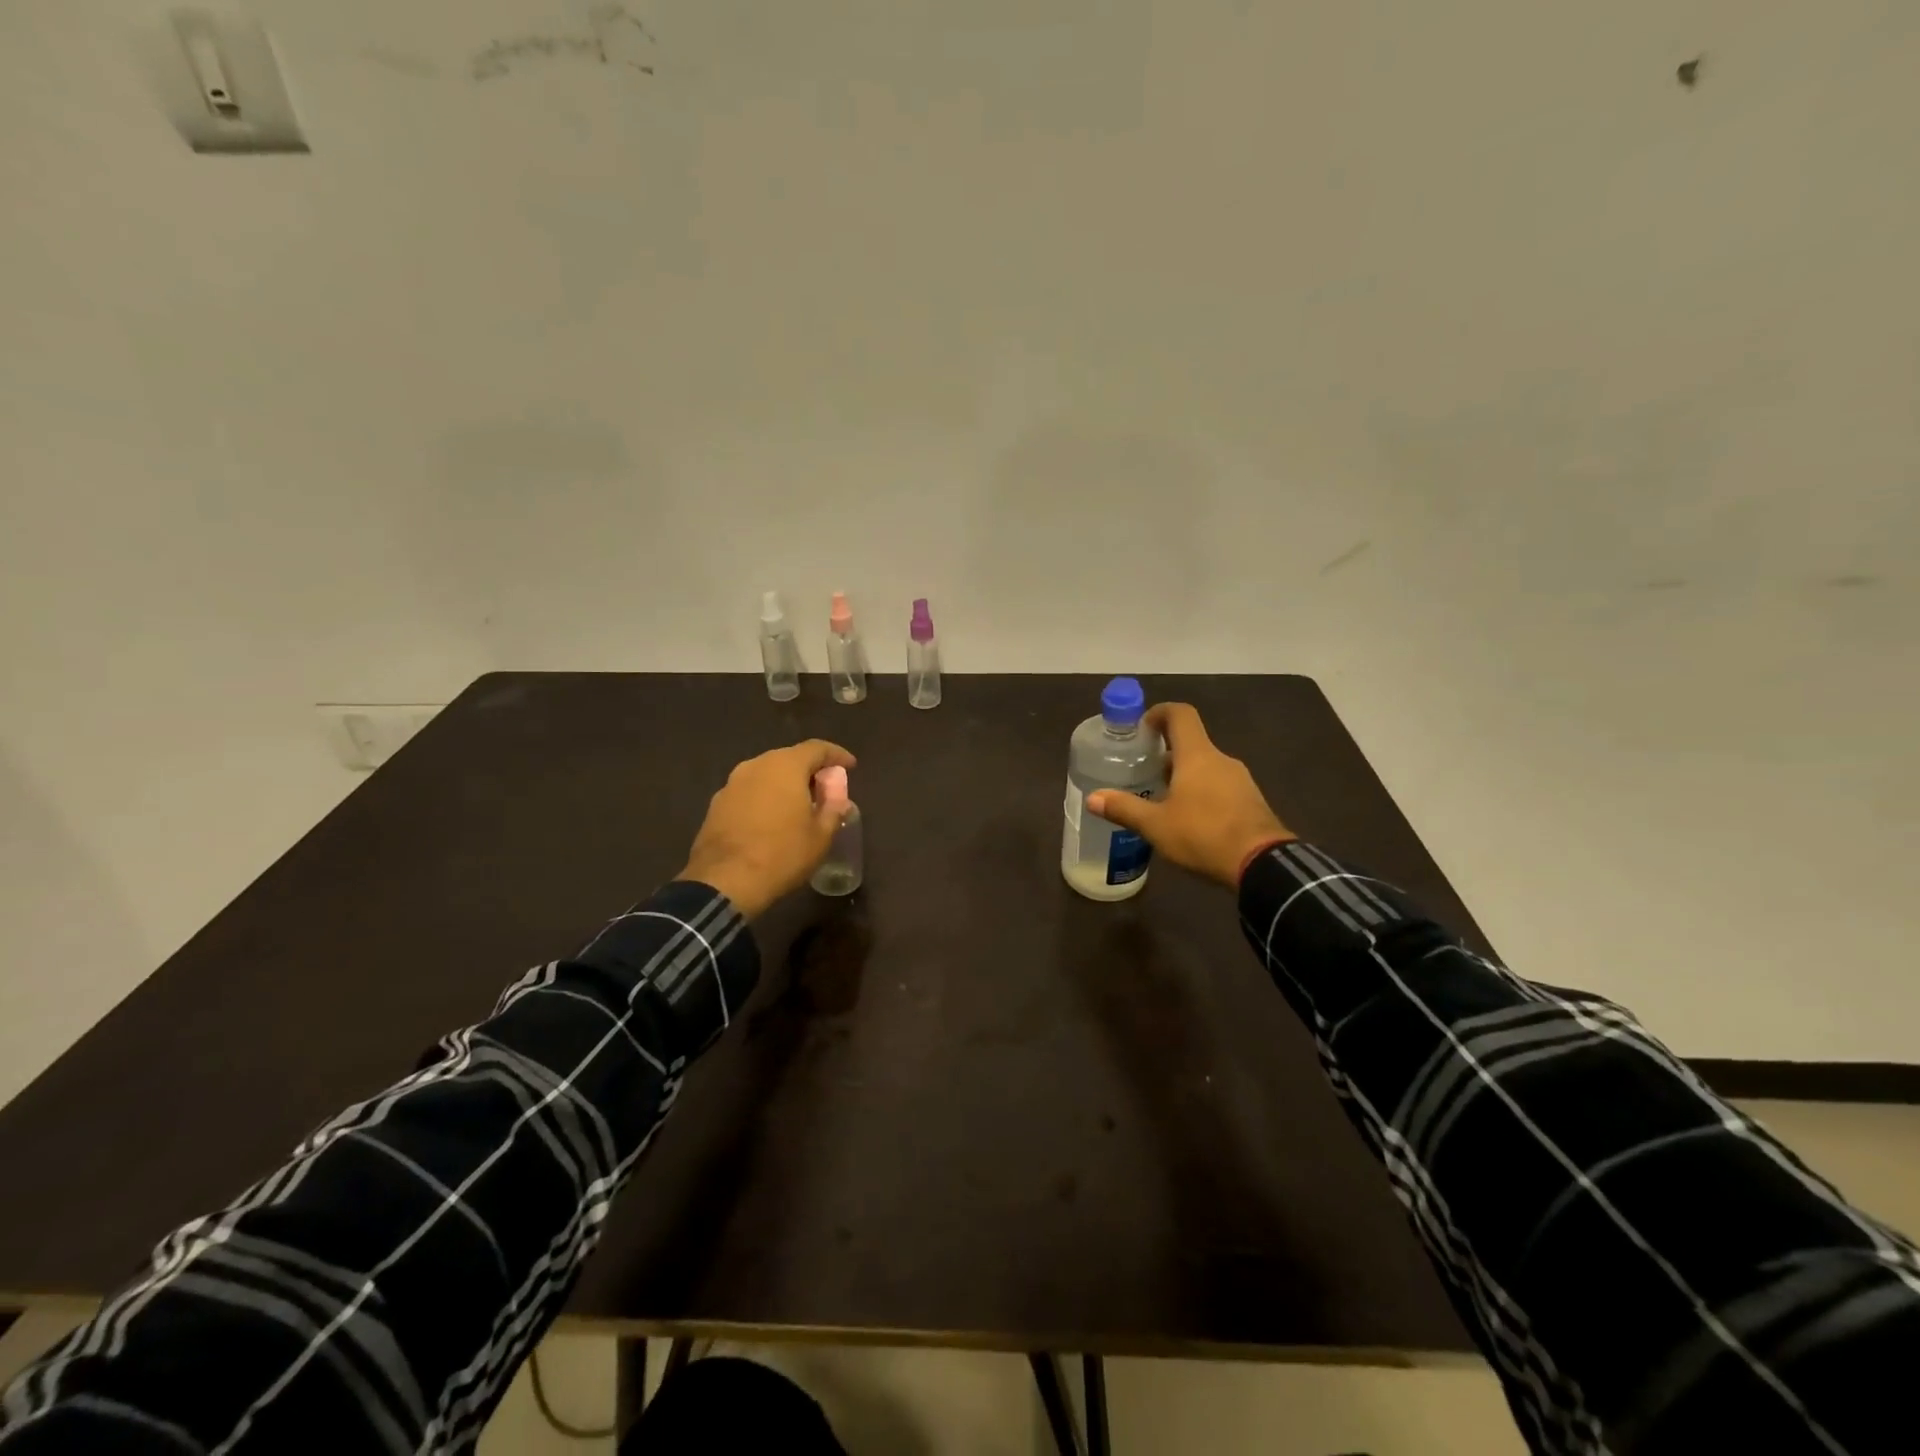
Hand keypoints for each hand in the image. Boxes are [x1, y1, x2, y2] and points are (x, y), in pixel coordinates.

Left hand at [679, 739, 856, 917]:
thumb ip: (833, 807)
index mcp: (786, 766)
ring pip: (766, 774)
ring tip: (799, 805)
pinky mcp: (716, 804)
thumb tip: (837, 795)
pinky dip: (765, 797)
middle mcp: (756, 765)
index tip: (850, 766)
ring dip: (785, 784)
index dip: (837, 755)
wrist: (724, 882)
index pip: (817, 748)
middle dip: (810, 770)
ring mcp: (732, 783)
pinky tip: (771, 819)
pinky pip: (749, 791)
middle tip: (825, 789)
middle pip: (790, 758)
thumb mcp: (821, 835)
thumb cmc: (782, 854)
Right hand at [1086, 703, 1293, 888]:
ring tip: (1162, 800)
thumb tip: (1092, 798)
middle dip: (1166, 754)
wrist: (1263, 865)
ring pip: (1206, 767)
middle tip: (1143, 772)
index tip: (1142, 727)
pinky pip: (1221, 787)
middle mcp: (1221, 760)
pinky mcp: (1252, 802)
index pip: (1181, 714)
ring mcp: (1241, 780)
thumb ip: (1124, 808)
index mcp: (1197, 755)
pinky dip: (1202, 793)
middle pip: (1191, 743)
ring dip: (1184, 775)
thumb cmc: (1203, 835)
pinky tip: (1189, 820)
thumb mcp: (1156, 825)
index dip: (1160, 713)